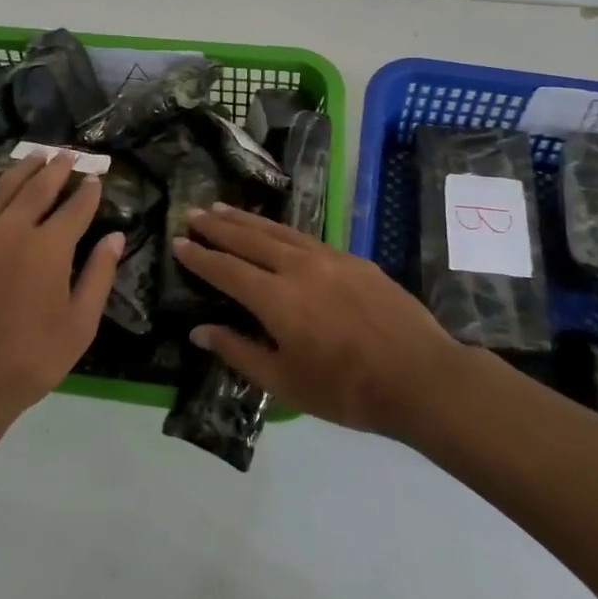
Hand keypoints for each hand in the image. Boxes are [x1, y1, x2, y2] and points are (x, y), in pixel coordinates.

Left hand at [0, 152, 125, 420]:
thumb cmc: (28, 360)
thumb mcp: (79, 326)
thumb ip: (99, 276)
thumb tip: (115, 237)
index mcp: (49, 248)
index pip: (75, 209)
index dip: (88, 192)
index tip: (96, 178)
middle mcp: (13, 230)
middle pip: (38, 189)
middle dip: (57, 169)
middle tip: (68, 154)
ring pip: (2, 189)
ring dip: (21, 168)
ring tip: (35, 154)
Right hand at [172, 205, 468, 435]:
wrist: (419, 376)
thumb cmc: (346, 390)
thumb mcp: (284, 383)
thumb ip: (239, 352)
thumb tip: (199, 330)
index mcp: (276, 299)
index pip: (227, 270)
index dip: (200, 256)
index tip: (178, 241)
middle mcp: (298, 267)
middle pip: (249, 239)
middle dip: (218, 226)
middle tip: (194, 212)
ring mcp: (329, 258)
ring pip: (279, 231)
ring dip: (247, 219)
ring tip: (223, 208)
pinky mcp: (354, 259)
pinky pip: (306, 237)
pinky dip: (281, 229)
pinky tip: (275, 230)